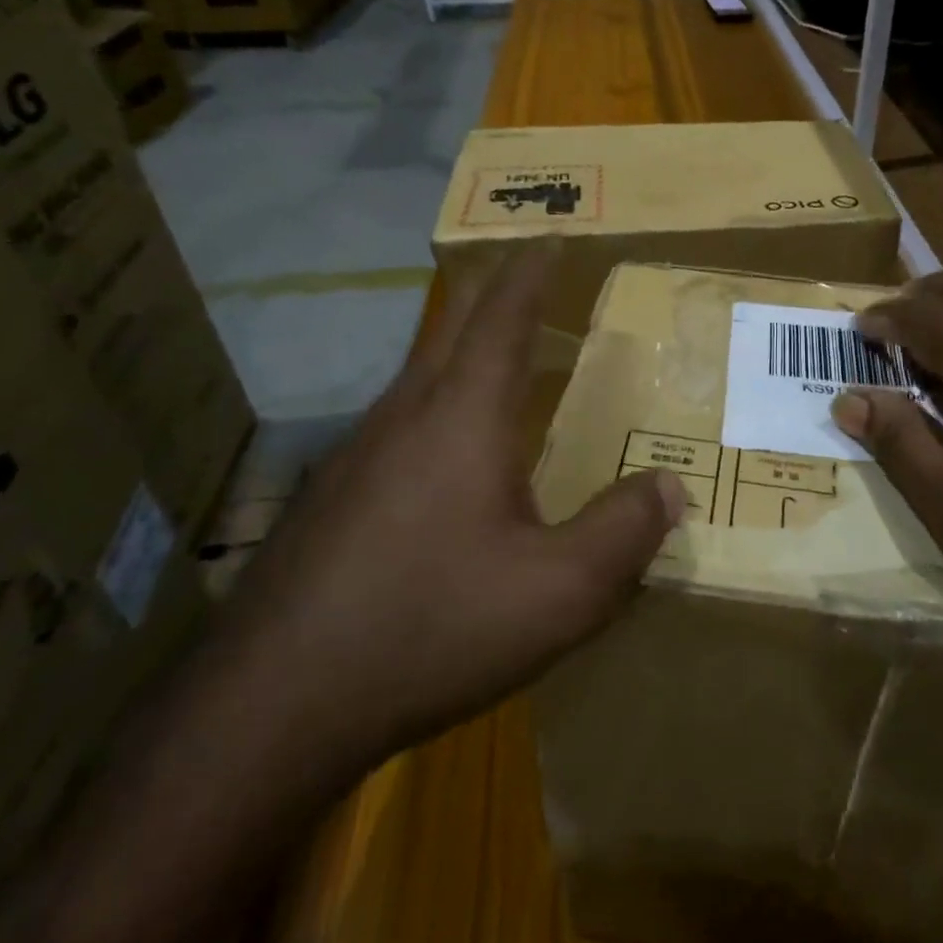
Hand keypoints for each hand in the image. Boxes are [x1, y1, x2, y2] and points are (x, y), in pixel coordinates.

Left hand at [216, 244, 686, 774]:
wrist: (273, 706)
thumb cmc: (429, 628)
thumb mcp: (557, 594)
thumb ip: (624, 533)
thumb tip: (669, 485)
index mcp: (462, 415)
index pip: (501, 314)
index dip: (530, 269)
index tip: (552, 236)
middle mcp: (405, 415)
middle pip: (452, 325)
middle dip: (493, 289)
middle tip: (531, 277)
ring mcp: (358, 453)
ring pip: (422, 375)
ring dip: (464, 350)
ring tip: (506, 363)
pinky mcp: (333, 495)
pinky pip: (401, 423)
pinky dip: (440, 406)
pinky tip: (452, 461)